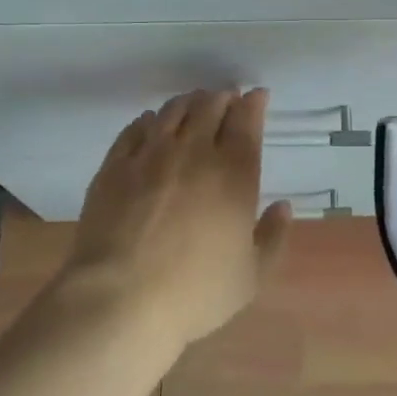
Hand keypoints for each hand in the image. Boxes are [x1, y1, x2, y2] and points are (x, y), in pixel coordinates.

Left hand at [61, 88, 293, 353]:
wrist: (121, 299)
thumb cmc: (195, 292)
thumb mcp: (252, 276)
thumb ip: (273, 237)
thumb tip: (283, 207)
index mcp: (234, 174)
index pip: (246, 122)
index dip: (253, 103)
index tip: (257, 96)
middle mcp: (193, 153)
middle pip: (209, 107)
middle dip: (223, 97)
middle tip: (227, 98)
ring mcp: (149, 156)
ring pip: (172, 112)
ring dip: (188, 103)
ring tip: (194, 104)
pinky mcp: (114, 166)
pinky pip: (135, 130)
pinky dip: (149, 121)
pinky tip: (152, 124)